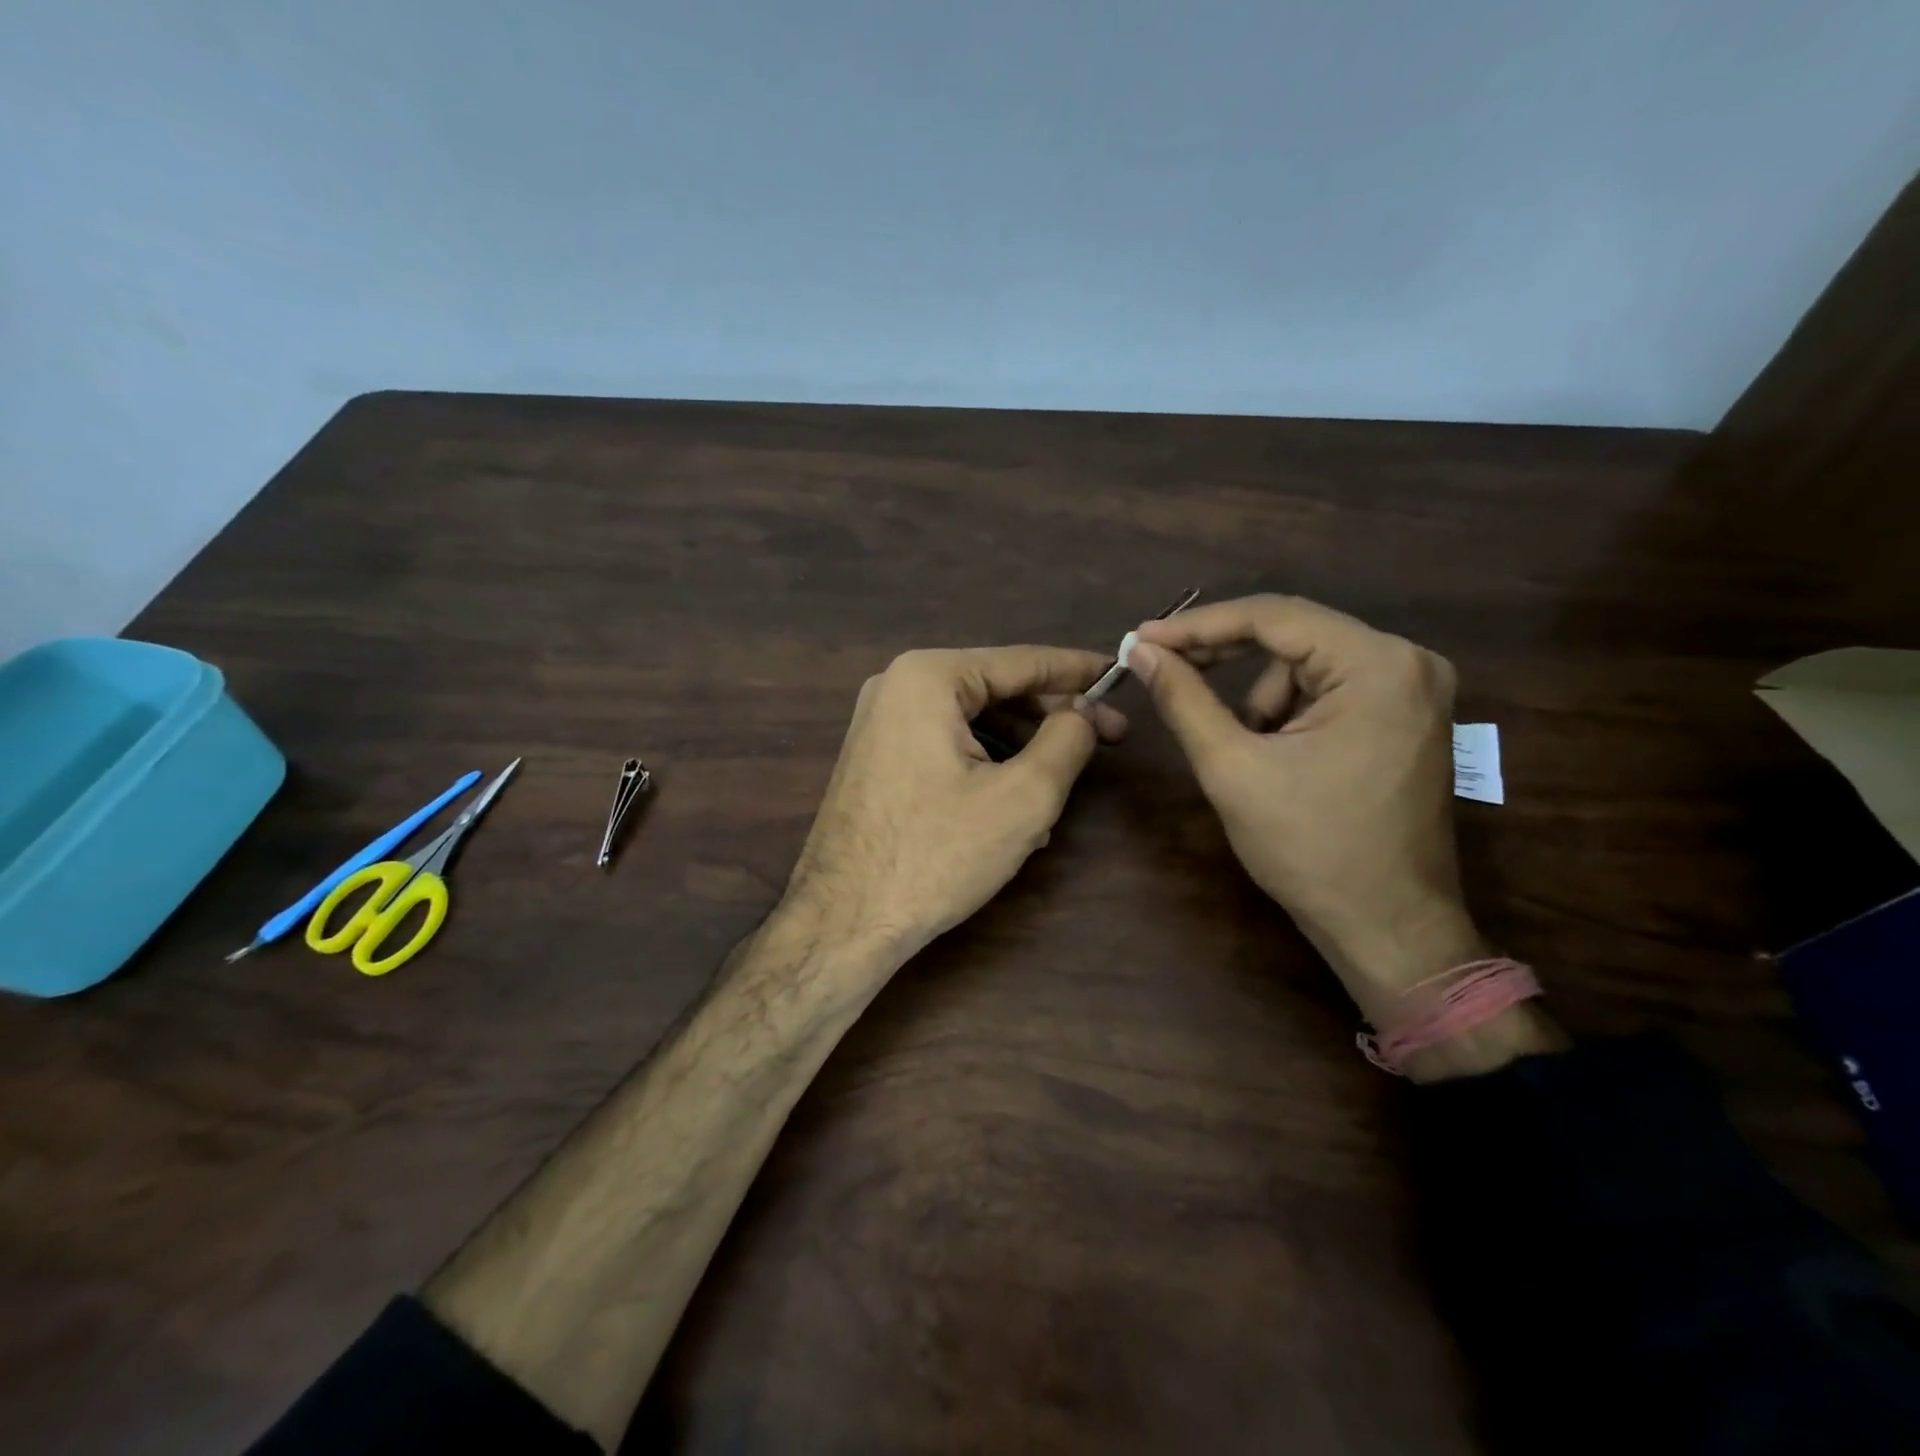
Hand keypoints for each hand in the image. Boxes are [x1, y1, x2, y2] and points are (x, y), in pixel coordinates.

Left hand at [782, 646, 1125, 971]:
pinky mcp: (877, 758)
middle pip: (995, 689)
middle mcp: (897, 686)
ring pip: (973, 721)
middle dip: (1052, 716)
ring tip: (1060, 789)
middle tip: (1108, 739)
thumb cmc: (936, 855)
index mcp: (928, 677)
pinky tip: (1012, 807)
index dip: (1078, 670)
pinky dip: (985, 765)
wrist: (843, 921)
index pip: (1021, 661)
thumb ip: (1067, 739)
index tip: (1119, 675)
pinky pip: (945, 745)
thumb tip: (1082, 712)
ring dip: (1021, 748)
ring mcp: (880, 723)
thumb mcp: (1024, 797)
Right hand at [1129, 596, 1481, 1022]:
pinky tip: (1277, 758)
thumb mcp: (1232, 767)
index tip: (1142, 638)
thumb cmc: (1310, 848)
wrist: (1386, 926)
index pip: (1273, 617)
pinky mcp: (1407, 717)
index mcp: (1377, 664)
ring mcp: (1415, 689)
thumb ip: (1183, 698)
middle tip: (1163, 669)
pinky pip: (1330, 690)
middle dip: (1225, 658)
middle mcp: (1408, 661)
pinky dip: (1289, 713)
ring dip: (1261, 699)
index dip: (1198, 625)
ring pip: (1306, 666)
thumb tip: (1141, 650)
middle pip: (1293, 636)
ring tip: (1246, 754)